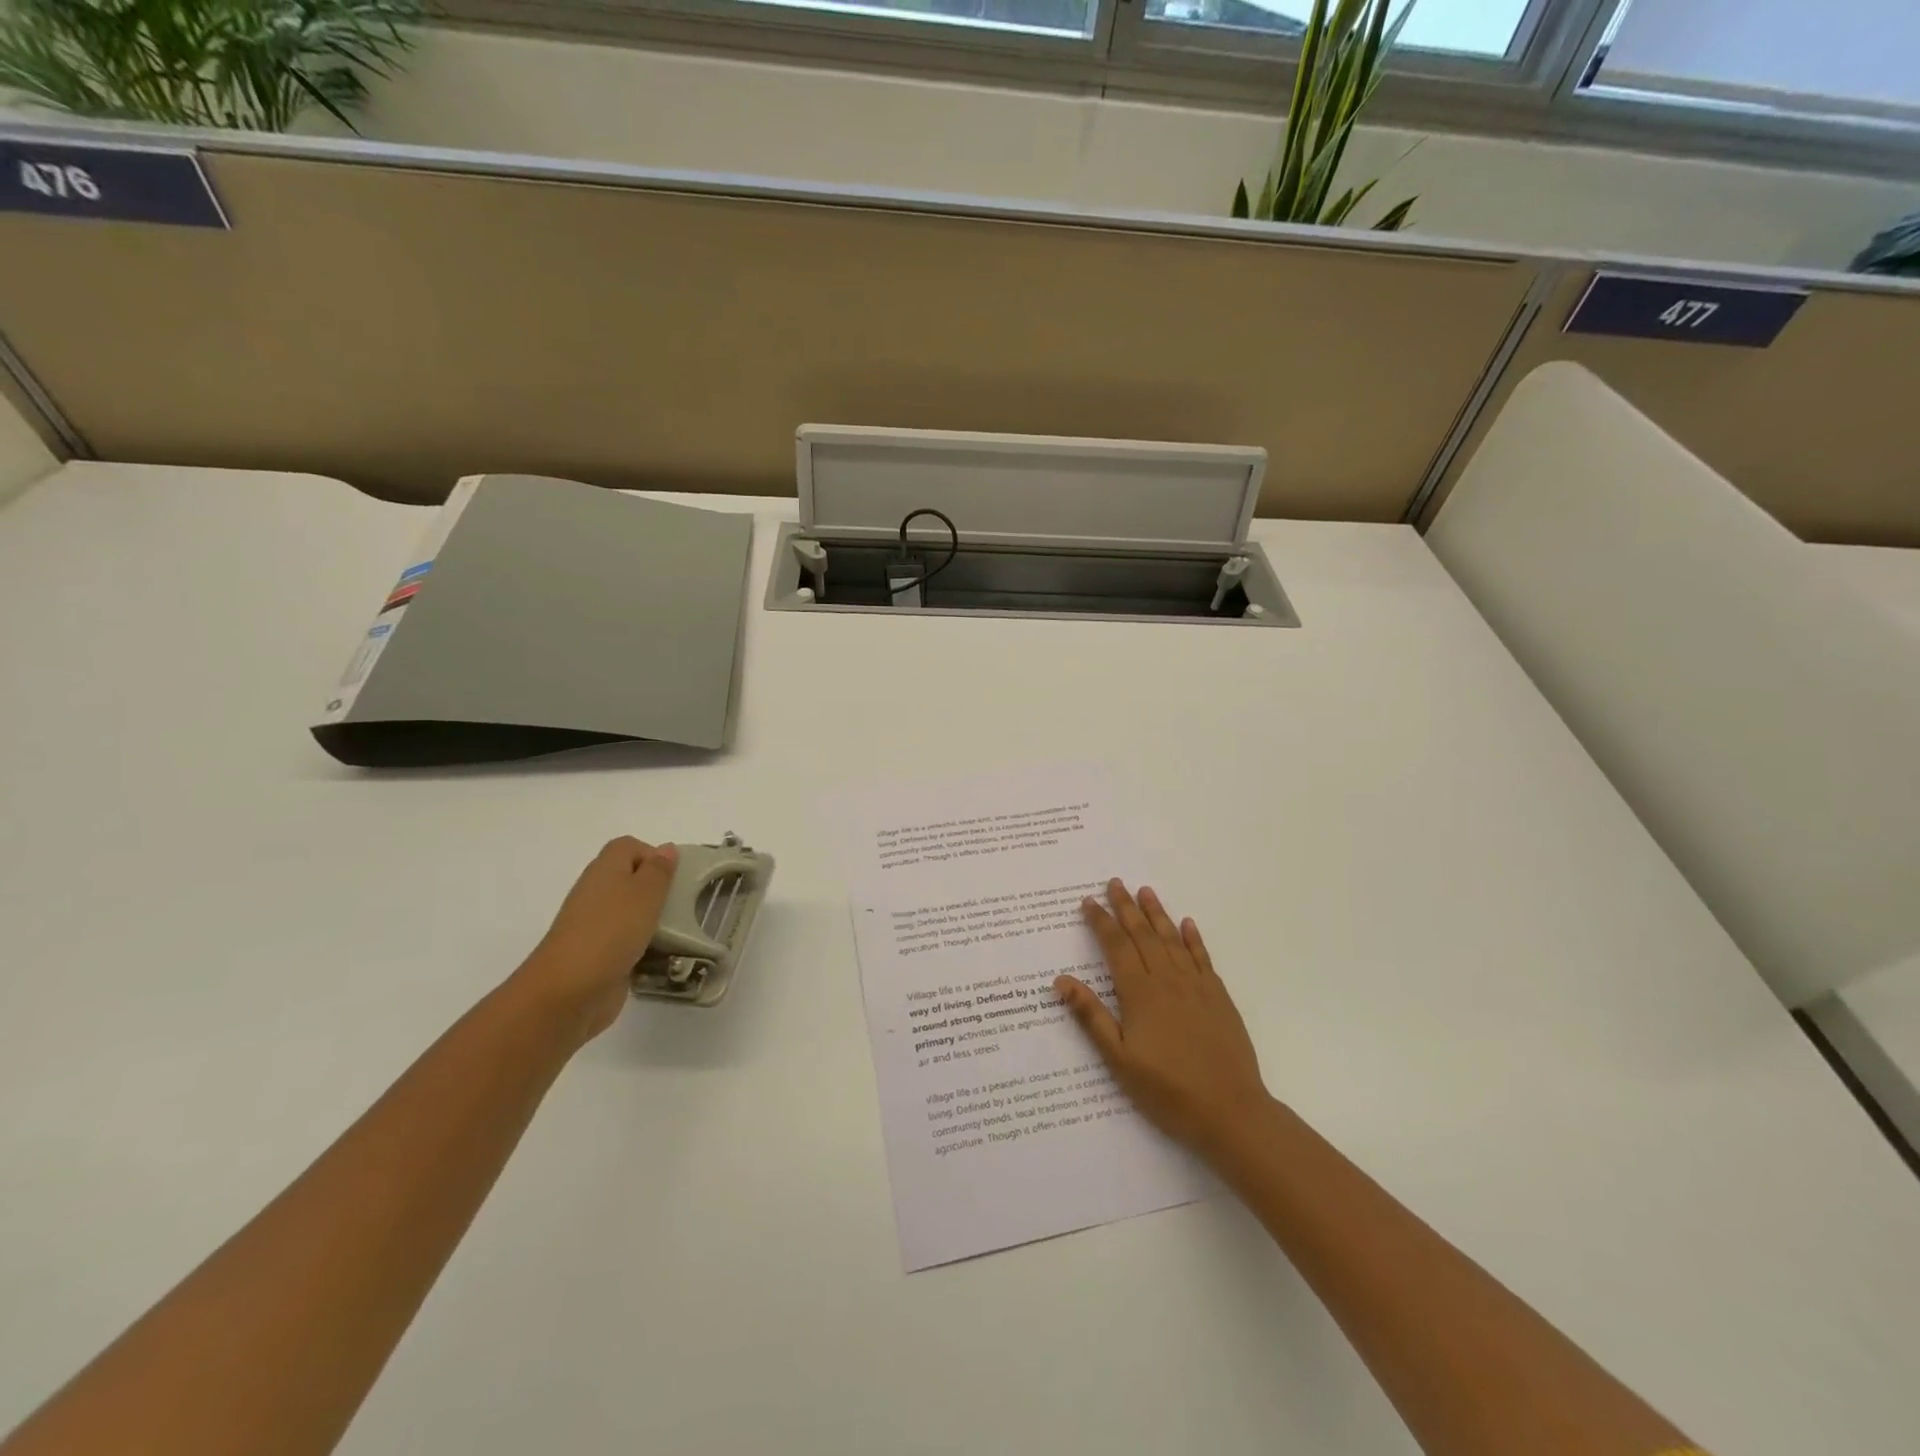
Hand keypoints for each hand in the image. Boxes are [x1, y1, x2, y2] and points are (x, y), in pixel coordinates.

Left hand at [516, 837, 677, 1045]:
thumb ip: (659, 870)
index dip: (653, 855)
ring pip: (631, 912)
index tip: (674, 877)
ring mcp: (595, 925)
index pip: (629, 847)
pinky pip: (628, 941)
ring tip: (678, 932)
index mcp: (604, 869)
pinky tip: (662, 957)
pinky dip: (645, 946)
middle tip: (681, 904)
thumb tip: (666, 848)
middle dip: (658, 890)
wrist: (569, 991)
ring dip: (654, 920)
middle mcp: (597, 893)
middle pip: (631, 879)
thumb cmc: (611, 931)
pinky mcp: (599, 955)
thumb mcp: (645, 893)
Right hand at [1055, 880, 1271, 1162]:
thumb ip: (1091, 1016)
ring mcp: (1196, 987)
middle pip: (1143, 935)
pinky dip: (1194, 938)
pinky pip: (1203, 958)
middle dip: (1126, 907)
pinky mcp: (1219, 998)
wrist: (1231, 1112)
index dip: (1101, 922)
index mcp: (1140, 994)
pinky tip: (1188, 924)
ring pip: (1172, 940)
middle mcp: (1168, 980)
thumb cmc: (1167, 1090)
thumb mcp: (1119, 1060)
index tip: (1088, 901)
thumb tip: (1061, 980)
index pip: (1116, 946)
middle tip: (1115, 882)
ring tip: (1145, 891)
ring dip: (1157, 913)